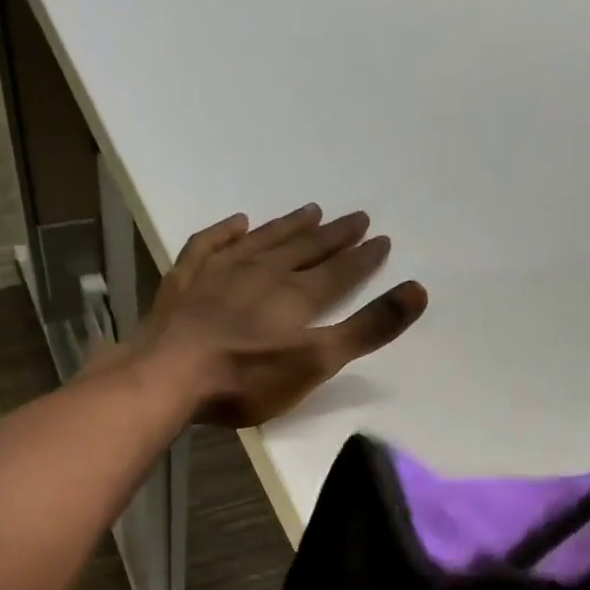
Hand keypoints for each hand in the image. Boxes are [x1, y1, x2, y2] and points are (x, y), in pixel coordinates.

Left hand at [130, 205, 427, 427]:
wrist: (170, 374)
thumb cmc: (246, 378)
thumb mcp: (315, 362)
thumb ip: (366, 329)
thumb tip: (419, 290)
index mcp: (296, 296)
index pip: (339, 272)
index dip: (362, 258)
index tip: (382, 239)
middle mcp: (262, 273)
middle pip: (304, 250)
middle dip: (332, 236)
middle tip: (355, 217)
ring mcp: (220, 273)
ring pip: (263, 241)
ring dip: (288, 226)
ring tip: (310, 210)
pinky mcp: (185, 281)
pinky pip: (210, 244)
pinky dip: (227, 232)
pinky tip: (238, 223)